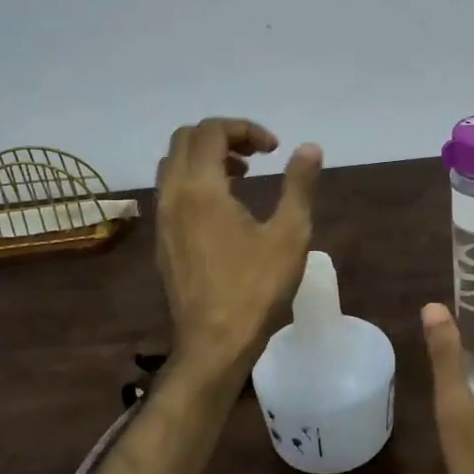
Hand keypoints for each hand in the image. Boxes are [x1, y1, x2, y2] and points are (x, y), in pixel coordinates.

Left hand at [154, 117, 323, 375]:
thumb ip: (299, 185)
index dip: (245, 129)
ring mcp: (163, 219)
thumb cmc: (256, 288)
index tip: (274, 149)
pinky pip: (171, 191)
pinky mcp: (163, 240)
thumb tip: (309, 147)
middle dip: (223, 136)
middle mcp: (173, 196)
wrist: (214, 344)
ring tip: (243, 175)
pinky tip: (225, 208)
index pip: (211, 130)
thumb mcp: (290, 234)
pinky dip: (195, 181)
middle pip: (186, 140)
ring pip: (174, 165)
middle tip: (258, 155)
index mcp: (201, 188)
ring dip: (206, 157)